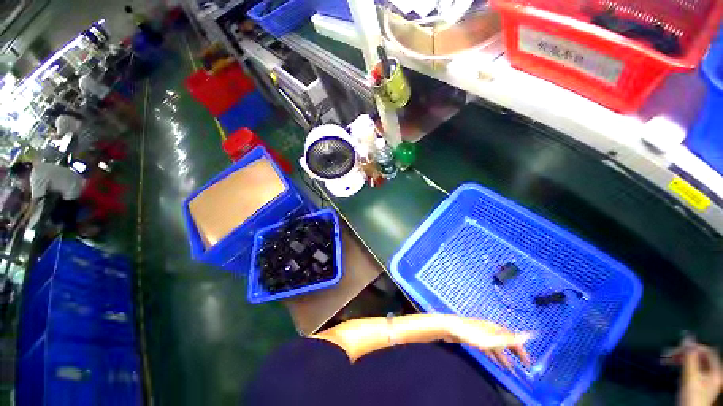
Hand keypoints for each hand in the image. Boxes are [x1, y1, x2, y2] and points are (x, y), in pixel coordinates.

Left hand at [445, 317, 530, 369]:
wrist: (451, 328)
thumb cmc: (471, 334)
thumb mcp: (492, 339)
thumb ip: (510, 339)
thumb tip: (529, 335)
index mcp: (496, 329)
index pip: (513, 339)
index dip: (522, 350)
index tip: (528, 363)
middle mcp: (491, 330)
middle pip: (506, 342)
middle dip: (515, 353)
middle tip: (523, 366)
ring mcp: (482, 334)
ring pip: (497, 347)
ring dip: (505, 357)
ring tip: (511, 369)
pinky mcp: (474, 338)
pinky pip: (488, 348)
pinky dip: (494, 356)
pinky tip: (496, 362)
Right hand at [666, 337, 722, 405]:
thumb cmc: (692, 395)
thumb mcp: (691, 376)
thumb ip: (690, 356)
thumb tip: (686, 337)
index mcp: (716, 369)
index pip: (706, 350)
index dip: (693, 346)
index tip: (677, 347)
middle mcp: (714, 372)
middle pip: (699, 356)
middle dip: (683, 353)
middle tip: (668, 353)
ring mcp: (707, 379)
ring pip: (694, 362)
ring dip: (680, 359)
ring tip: (667, 360)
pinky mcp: (699, 383)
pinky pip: (691, 369)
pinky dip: (682, 366)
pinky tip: (674, 369)